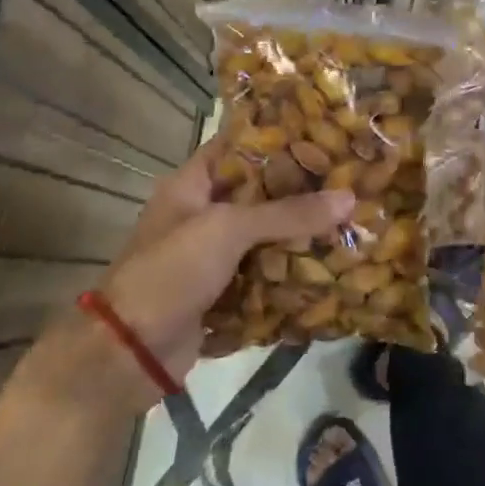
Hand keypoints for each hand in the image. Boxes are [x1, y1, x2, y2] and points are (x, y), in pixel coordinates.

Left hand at [98, 136, 354, 377]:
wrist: (132, 351)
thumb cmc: (172, 271)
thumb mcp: (228, 230)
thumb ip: (288, 213)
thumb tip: (350, 197)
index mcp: (191, 187)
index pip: (237, 148)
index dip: (276, 139)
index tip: (323, 134)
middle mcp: (203, 216)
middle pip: (260, 195)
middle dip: (301, 192)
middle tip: (350, 181)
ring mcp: (214, 258)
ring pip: (267, 238)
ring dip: (302, 235)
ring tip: (352, 221)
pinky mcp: (226, 293)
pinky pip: (267, 276)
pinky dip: (293, 274)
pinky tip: (333, 267)